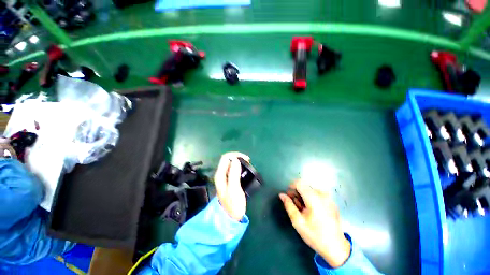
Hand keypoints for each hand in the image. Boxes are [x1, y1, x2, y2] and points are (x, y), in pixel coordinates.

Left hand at [214, 152, 249, 220]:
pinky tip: (245, 170)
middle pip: (228, 159)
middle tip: (248, 161)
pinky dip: (239, 166)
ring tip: (248, 165)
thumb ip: (233, 173)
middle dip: (238, 157)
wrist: (231, 217)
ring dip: (239, 161)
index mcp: (220, 174)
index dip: (236, 155)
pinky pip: (234, 168)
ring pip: (231, 163)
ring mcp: (225, 177)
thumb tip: (235, 159)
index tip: (246, 159)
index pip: (226, 157)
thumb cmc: (233, 204)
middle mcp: (221, 174)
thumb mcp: (234, 189)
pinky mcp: (229, 180)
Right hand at [279, 180, 350, 267]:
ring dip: (304, 195)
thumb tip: (281, 195)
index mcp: (313, 198)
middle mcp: (322, 194)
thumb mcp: (297, 221)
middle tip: (296, 205)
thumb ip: (288, 205)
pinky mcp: (332, 202)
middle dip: (297, 192)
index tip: (289, 195)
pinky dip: (312, 198)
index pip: (299, 182)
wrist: (336, 248)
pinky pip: (318, 194)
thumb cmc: (314, 235)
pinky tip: (312, 210)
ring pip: (311, 189)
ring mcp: (329, 198)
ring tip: (304, 209)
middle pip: (305, 185)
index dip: (291, 186)